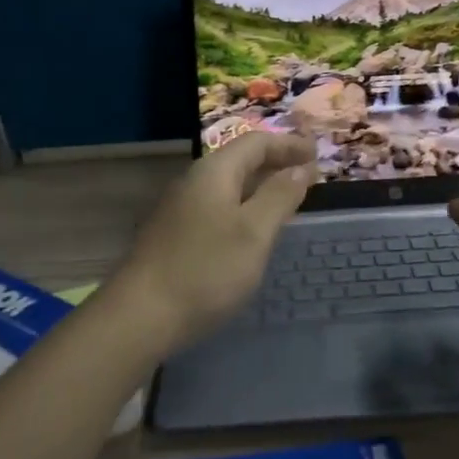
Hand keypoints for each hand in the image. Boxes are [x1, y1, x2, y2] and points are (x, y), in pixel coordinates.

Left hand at [108, 131, 317, 351]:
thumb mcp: (254, 232)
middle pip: (240, 160)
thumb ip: (279, 196)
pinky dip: (244, 207)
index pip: (256, 142)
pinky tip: (252, 230)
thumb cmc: (206, 270)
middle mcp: (194, 182)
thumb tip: (301, 168)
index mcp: (214, 172)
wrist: (141, 315)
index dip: (289, 145)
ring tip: (287, 200)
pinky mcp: (175, 235)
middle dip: (275, 163)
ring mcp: (180, 209)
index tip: (317, 154)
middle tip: (307, 175)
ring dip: (259, 186)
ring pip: (228, 186)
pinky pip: (218, 207)